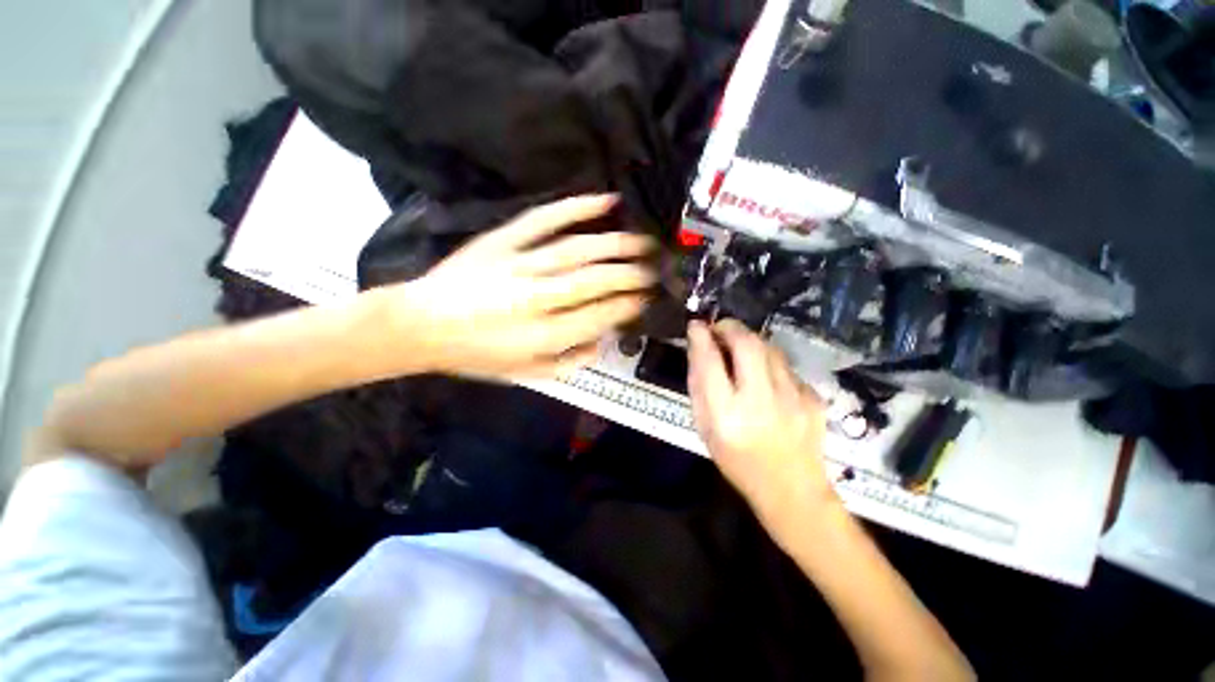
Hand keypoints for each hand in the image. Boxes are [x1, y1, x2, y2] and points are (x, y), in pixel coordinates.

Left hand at [397, 194, 656, 379]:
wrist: (421, 325)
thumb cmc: (477, 355)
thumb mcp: (526, 373)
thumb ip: (570, 361)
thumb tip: (603, 340)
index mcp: (544, 336)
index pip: (600, 315)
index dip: (628, 304)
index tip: (646, 297)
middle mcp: (538, 299)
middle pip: (596, 280)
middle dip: (632, 273)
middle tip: (655, 269)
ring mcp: (520, 264)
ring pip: (579, 249)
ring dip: (617, 243)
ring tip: (643, 241)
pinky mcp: (503, 240)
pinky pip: (545, 219)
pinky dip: (576, 207)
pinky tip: (606, 200)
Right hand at [687, 319, 836, 537]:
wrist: (791, 490)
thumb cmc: (736, 460)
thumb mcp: (704, 426)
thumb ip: (699, 385)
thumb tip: (698, 347)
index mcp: (726, 414)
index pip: (710, 361)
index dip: (701, 336)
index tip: (696, 325)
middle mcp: (761, 401)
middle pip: (746, 343)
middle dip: (730, 327)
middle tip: (719, 329)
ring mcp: (793, 397)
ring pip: (769, 348)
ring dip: (749, 341)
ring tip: (739, 351)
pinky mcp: (813, 397)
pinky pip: (785, 366)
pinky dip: (769, 363)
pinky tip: (765, 379)